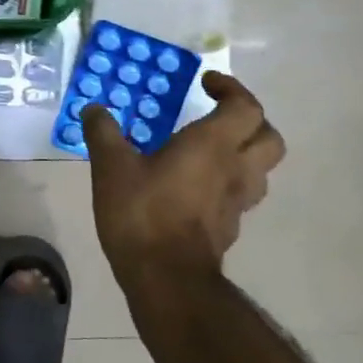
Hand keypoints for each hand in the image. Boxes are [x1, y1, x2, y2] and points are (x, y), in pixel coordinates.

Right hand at [82, 71, 284, 280]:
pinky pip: (240, 196)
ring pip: (261, 170)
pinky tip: (197, 187)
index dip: (231, 88)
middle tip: (219, 116)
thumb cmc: (143, 213)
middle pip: (269, 137)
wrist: (166, 279)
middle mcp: (235, 169)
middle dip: (250, 121)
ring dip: (244, 153)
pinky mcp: (229, 229)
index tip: (205, 84)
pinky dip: (228, 184)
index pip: (246, 106)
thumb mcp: (111, 166)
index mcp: (214, 144)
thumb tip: (93, 109)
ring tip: (211, 151)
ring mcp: (237, 203)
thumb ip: (103, 132)